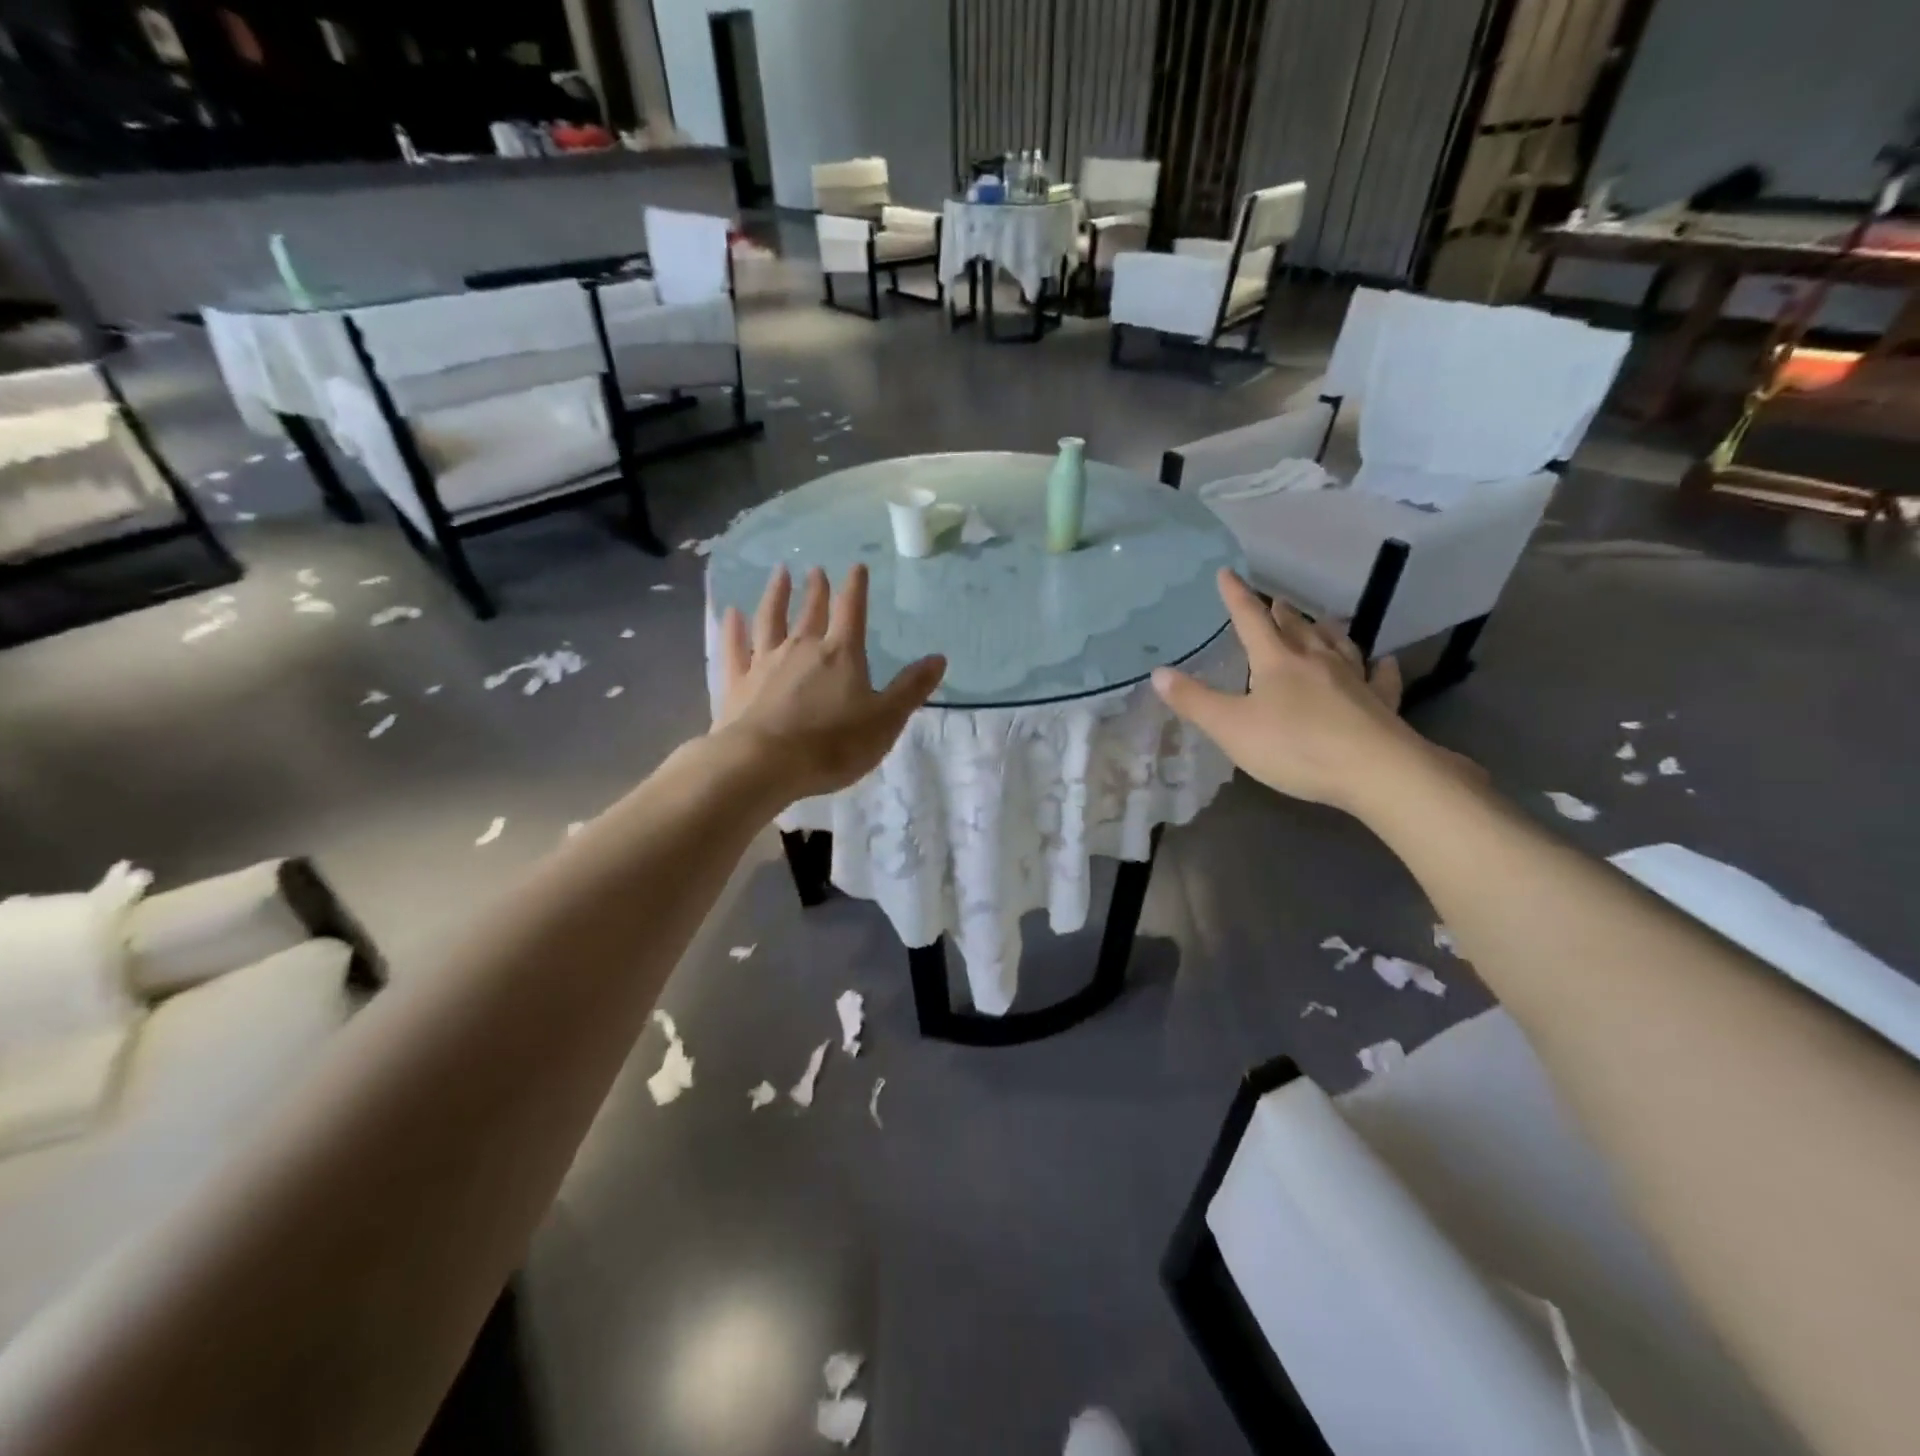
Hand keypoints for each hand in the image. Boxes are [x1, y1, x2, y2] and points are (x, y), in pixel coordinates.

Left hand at [716, 564, 945, 802]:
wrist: (764, 764)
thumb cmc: (832, 745)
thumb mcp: (885, 720)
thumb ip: (911, 688)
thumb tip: (938, 658)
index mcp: (841, 655)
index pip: (853, 611)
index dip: (856, 588)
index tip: (856, 567)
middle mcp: (802, 648)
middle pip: (812, 612)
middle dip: (818, 590)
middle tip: (817, 570)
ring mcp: (765, 662)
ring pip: (770, 619)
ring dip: (776, 595)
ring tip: (780, 573)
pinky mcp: (737, 683)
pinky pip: (734, 647)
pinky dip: (733, 628)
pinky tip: (731, 612)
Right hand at [1152, 569, 1461, 814]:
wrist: (1374, 770)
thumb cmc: (1294, 746)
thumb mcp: (1230, 727)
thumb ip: (1194, 701)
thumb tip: (1158, 672)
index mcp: (1277, 662)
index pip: (1251, 620)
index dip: (1237, 597)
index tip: (1227, 573)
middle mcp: (1316, 661)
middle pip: (1297, 629)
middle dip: (1282, 614)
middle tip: (1276, 601)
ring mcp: (1353, 680)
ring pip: (1338, 645)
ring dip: (1325, 631)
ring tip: (1321, 621)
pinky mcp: (1380, 704)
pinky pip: (1380, 678)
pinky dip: (1379, 667)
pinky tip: (1384, 662)